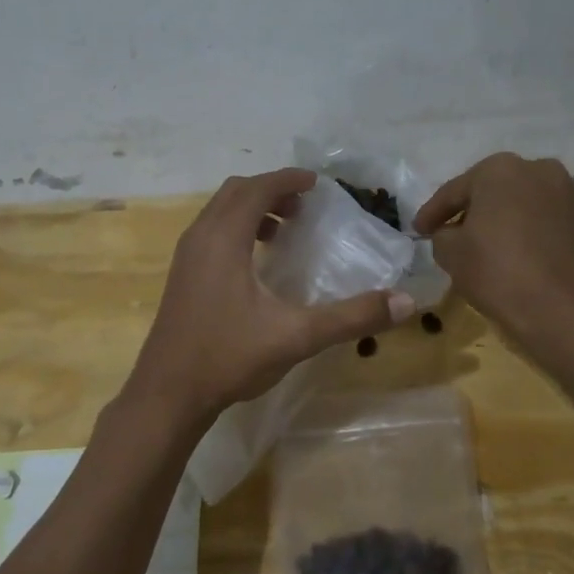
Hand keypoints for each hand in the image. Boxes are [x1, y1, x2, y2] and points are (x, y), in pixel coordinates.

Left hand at [128, 169, 414, 424]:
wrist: (168, 394)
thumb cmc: (229, 357)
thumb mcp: (296, 336)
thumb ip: (351, 317)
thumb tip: (405, 302)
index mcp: (224, 239)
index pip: (256, 188)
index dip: (288, 180)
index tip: (317, 184)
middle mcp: (200, 238)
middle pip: (234, 193)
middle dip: (270, 190)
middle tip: (304, 207)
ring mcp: (185, 258)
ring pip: (218, 213)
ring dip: (251, 210)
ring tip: (284, 231)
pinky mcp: (181, 278)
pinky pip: (210, 234)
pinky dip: (236, 231)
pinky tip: (256, 266)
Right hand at [414, 153, 573, 345]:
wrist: (564, 308)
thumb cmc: (498, 272)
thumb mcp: (451, 254)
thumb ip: (443, 235)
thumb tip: (452, 234)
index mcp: (500, 170)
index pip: (455, 191)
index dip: (432, 213)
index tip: (418, 230)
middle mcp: (541, 171)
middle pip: (497, 192)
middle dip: (477, 212)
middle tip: (458, 236)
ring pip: (530, 207)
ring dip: (512, 223)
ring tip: (498, 250)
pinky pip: (555, 227)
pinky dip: (540, 239)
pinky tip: (530, 263)